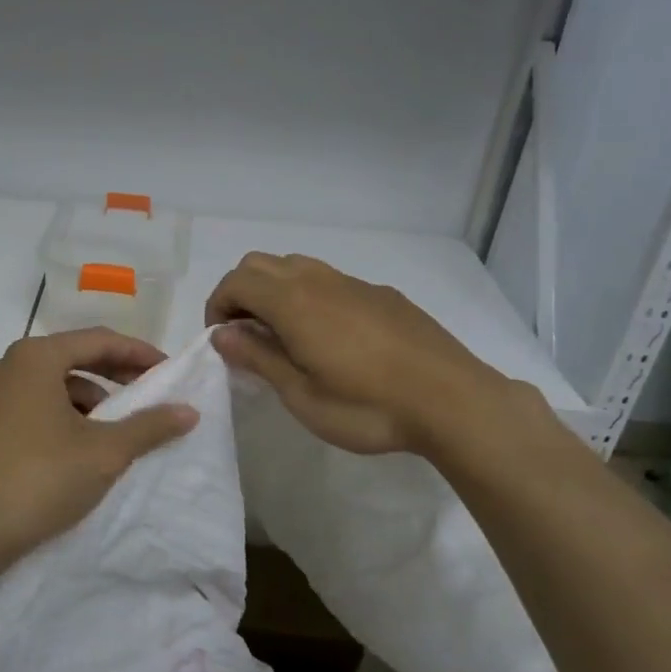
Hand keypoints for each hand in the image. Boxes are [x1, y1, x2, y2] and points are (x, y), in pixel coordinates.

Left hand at [0, 327, 198, 570]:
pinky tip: (78, 449)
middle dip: (115, 375)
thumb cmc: (39, 479)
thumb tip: (189, 410)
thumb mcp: (104, 453)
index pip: (100, 340)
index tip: (169, 372)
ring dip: (90, 400)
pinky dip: (64, 417)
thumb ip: (149, 427)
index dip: (139, 353)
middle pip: (74, 358)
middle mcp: (9, 366)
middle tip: (149, 395)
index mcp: (37, 357)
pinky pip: (34, 407)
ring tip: (116, 428)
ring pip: (53, 385)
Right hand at [205, 252, 517, 455]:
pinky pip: (330, 280)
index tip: (221, 341)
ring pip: (297, 266)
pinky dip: (308, 296)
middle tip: (246, 336)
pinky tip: (331, 338)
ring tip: (284, 336)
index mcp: (294, 302)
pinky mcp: (382, 294)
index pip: (236, 281)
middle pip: (261, 264)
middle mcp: (319, 280)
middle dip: (241, 293)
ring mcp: (354, 283)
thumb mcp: (302, 395)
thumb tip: (222, 334)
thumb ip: (259, 357)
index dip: (217, 306)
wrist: (453, 401)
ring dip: (275, 291)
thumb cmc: (368, 407)